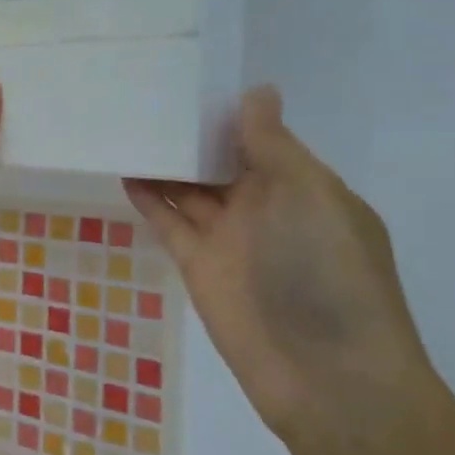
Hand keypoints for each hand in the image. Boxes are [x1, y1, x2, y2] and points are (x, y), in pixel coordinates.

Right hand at [125, 87, 439, 452]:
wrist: (326, 375)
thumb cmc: (328, 274)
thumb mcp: (309, 196)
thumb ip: (273, 146)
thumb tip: (258, 91)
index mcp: (302, 186)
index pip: (260, 139)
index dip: (227, 113)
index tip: (188, 79)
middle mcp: (265, 207)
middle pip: (219, 162)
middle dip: (189, 135)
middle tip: (143, 96)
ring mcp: (229, 238)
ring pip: (189, 190)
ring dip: (164, 164)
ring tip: (126, 128)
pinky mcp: (198, 265)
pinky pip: (169, 222)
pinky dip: (149, 199)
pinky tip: (125, 172)